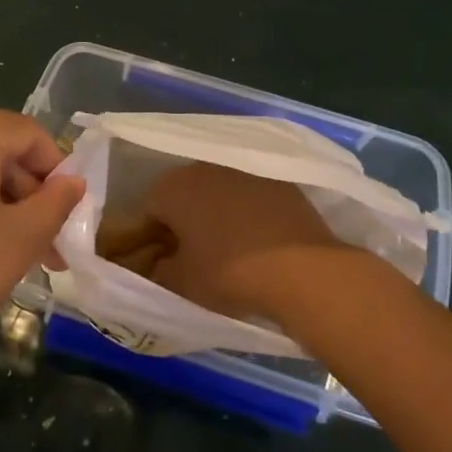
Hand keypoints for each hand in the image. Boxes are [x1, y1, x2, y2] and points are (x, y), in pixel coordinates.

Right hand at [143, 162, 341, 324]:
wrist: (303, 270)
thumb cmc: (229, 273)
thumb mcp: (182, 283)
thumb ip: (161, 270)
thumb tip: (161, 262)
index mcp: (172, 187)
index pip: (148, 210)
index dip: (151, 238)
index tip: (162, 262)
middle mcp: (204, 168)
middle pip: (183, 195)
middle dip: (183, 221)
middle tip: (192, 255)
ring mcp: (244, 171)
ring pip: (217, 192)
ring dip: (216, 214)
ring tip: (228, 249)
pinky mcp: (279, 182)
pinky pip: (250, 197)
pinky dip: (248, 214)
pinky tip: (259, 242)